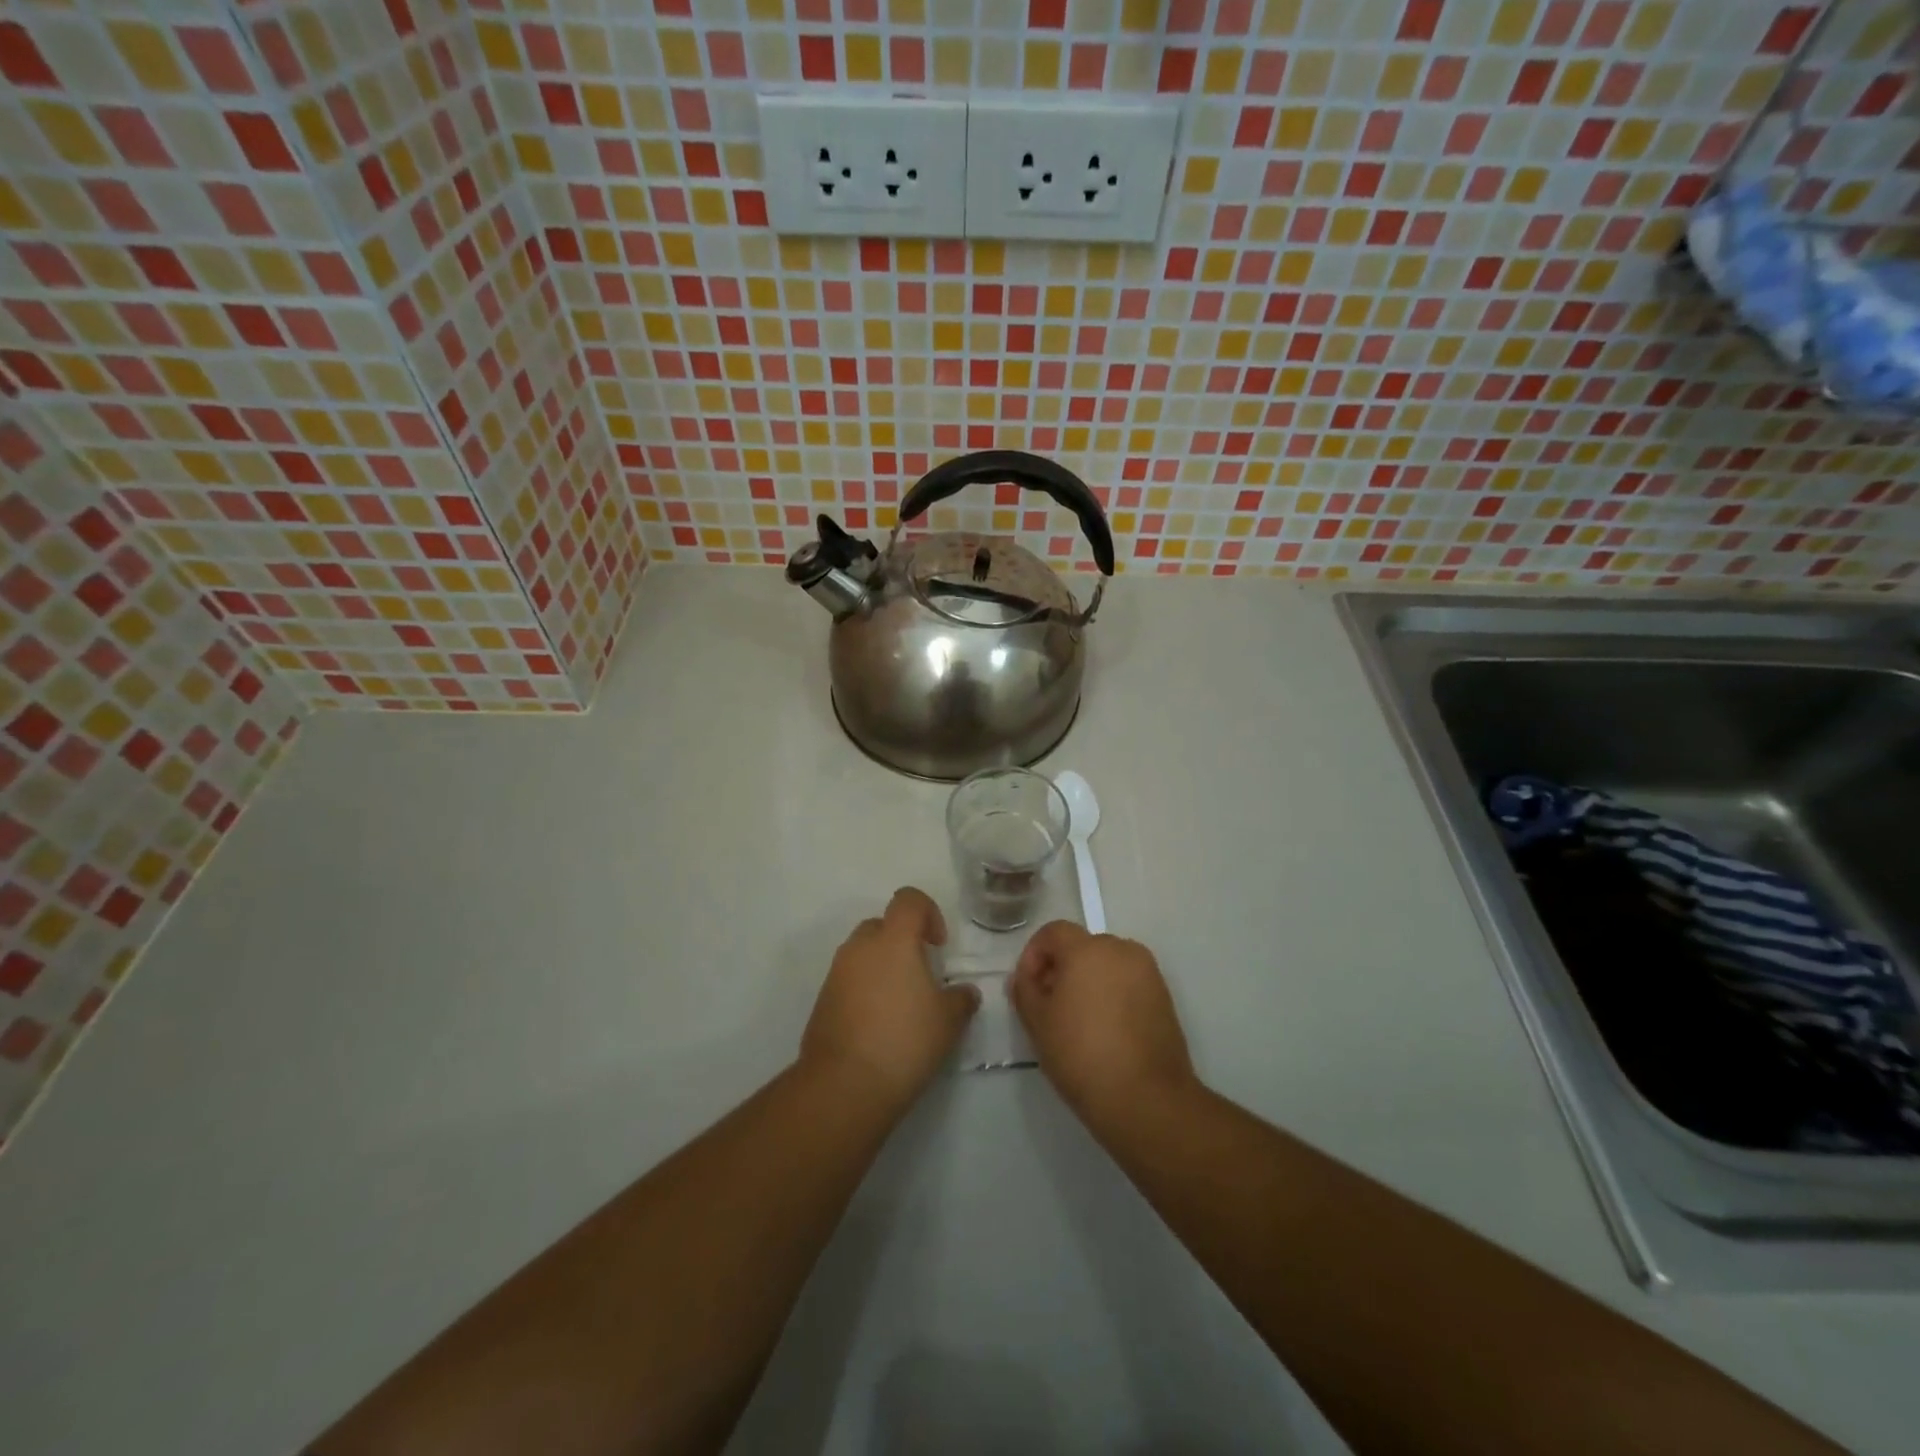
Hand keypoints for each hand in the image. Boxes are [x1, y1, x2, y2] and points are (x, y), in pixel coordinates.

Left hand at [801, 887, 979, 1108]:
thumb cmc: (904, 1041)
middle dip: (902, 941)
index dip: (928, 912)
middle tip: (920, 975)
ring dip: (881, 966)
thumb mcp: (948, 1021)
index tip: (938, 945)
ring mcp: (836, 973)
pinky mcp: (822, 1000)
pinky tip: (879, 1025)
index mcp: (893, 940)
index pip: (908, 899)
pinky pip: (848, 980)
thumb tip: (965, 992)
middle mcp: (860, 947)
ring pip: (863, 953)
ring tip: (900, 1004)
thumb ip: (961, 998)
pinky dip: (864, 990)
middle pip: (882, 924)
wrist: (844, 1085)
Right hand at [1009, 922, 1196, 1125]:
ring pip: (1107, 964)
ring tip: (1078, 1020)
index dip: (1034, 954)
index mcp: (1088, 949)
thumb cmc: (1082, 1055)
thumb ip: (1025, 990)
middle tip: (1050, 1004)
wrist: (1146, 1098)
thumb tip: (1024, 978)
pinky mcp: (1164, 996)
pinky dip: (1112, 994)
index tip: (1028, 987)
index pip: (1053, 932)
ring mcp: (1148, 972)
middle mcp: (1121, 950)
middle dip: (1062, 968)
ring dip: (1088, 980)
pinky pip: (1128, 982)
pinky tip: (1105, 1030)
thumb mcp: (1038, 1023)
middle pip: (1082, 946)